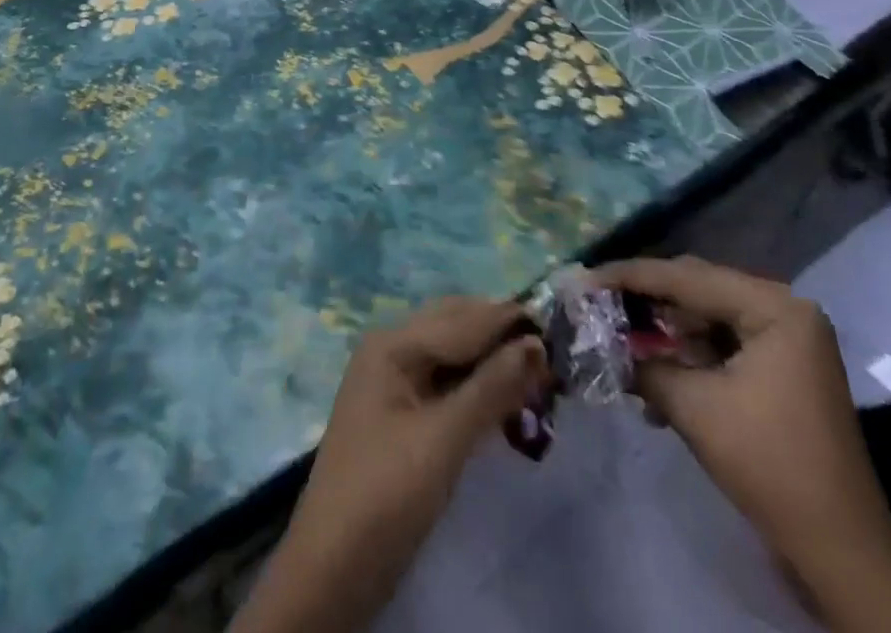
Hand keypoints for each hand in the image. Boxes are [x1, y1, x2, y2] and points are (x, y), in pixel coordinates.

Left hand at [232, 297, 549, 632]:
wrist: (330, 570)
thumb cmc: (385, 495)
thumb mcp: (443, 441)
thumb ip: (490, 389)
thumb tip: (536, 344)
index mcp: (394, 344)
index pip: (464, 319)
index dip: (510, 322)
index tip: (559, 329)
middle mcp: (391, 349)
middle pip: (456, 327)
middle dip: (501, 337)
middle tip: (551, 358)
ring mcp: (393, 380)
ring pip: (452, 354)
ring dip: (491, 362)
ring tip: (537, 379)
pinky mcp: (400, 413)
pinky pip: (444, 382)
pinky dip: (476, 387)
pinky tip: (504, 403)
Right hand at [595, 258, 890, 632]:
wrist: (842, 554)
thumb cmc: (770, 465)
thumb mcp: (693, 407)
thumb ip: (642, 363)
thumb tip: (598, 341)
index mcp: (774, 306)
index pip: (686, 278)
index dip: (629, 277)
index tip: (584, 277)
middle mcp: (784, 309)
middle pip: (697, 289)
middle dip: (645, 300)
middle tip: (596, 302)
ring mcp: (788, 340)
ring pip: (707, 317)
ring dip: (664, 332)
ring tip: (620, 341)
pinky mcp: (783, 369)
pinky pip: (723, 344)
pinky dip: (688, 356)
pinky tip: (654, 376)